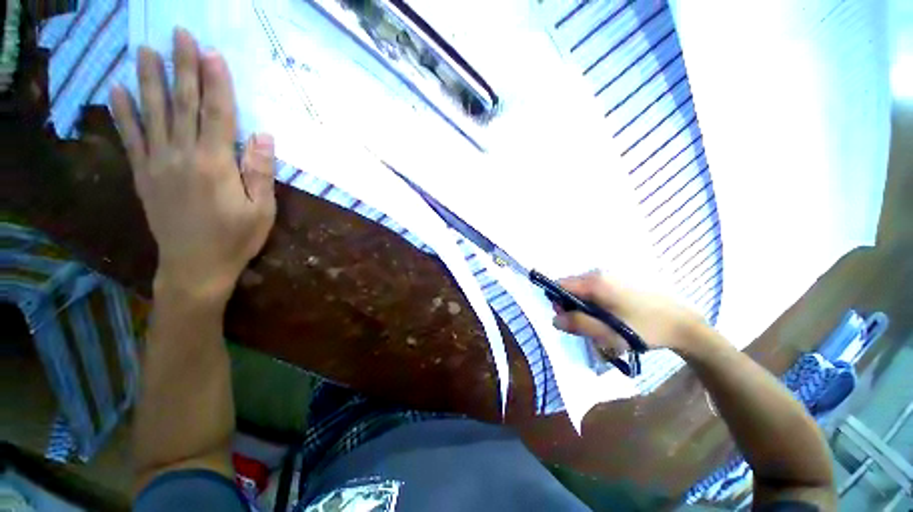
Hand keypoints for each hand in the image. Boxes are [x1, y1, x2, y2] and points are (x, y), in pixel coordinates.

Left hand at [110, 29, 275, 302]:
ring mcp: (157, 164)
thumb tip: (263, 135)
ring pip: (152, 113)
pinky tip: (117, 89)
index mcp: (215, 165)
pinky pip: (130, 138)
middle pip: (182, 104)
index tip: (212, 52)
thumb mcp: (261, 211)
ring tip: (145, 50)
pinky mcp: (143, 175)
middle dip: (182, 67)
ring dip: (149, 79)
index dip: (215, 82)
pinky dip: (123, 112)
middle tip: (179, 34)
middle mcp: (182, 156)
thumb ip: (259, 172)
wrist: (195, 267)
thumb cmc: (235, 239)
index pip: (216, 114)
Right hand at [552, 271, 705, 355]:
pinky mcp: (620, 281)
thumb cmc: (644, 329)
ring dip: (583, 307)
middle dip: (571, 307)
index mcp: (595, 282)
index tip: (569, 320)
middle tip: (586, 327)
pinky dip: (594, 303)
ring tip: (600, 325)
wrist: (684, 324)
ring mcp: (611, 276)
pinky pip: (595, 290)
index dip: (557, 302)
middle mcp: (599, 273)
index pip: (560, 285)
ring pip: (583, 290)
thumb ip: (578, 324)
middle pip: (571, 287)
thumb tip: (554, 320)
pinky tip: (609, 317)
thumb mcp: (608, 332)